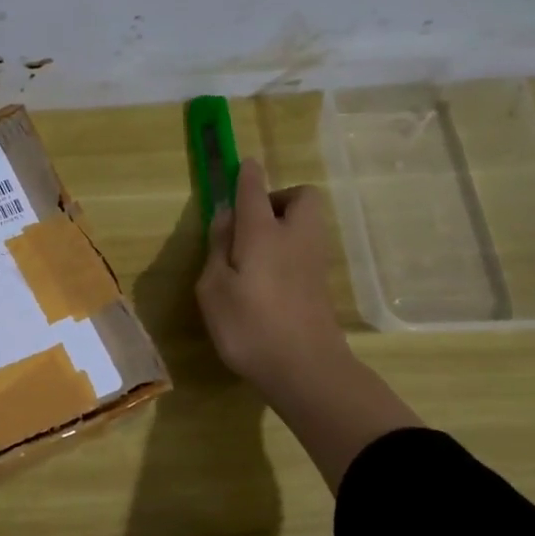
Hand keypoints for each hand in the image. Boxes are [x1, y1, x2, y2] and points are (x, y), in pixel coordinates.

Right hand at [195, 161, 346, 393]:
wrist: (306, 370)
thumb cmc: (249, 327)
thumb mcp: (214, 289)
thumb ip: (218, 248)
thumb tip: (227, 217)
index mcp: (263, 233)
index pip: (254, 190)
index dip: (246, 174)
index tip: (241, 165)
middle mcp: (295, 237)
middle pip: (301, 197)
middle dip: (278, 198)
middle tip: (249, 224)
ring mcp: (314, 260)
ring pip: (306, 222)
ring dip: (284, 223)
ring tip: (253, 253)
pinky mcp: (321, 283)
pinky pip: (305, 247)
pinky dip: (289, 248)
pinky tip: (267, 277)